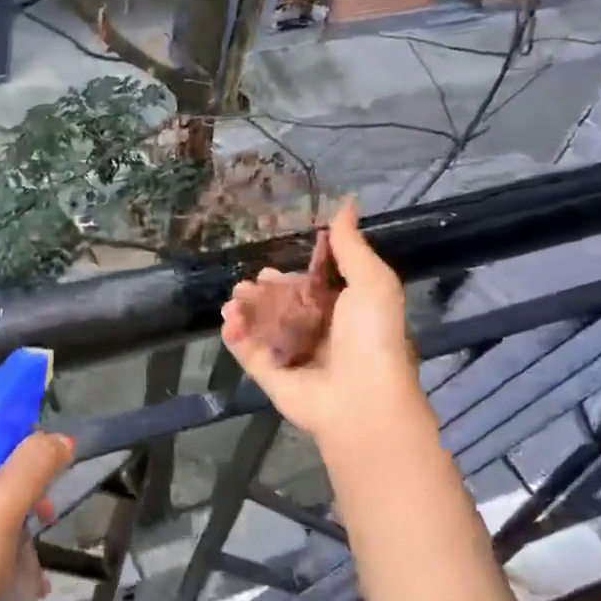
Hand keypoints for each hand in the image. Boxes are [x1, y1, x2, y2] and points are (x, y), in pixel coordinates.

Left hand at [0, 433, 72, 600]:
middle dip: (23, 497)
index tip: (49, 470)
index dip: (19, 445)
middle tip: (46, 517)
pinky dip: (5, 558)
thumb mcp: (0, 509)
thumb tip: (59, 439)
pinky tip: (26, 584)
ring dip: (19, 534)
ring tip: (36, 564)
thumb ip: (32, 466)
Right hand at [221, 198, 426, 441]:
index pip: (311, 287)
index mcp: (344, 312)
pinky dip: (235, 334)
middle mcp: (317, 332)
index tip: (274, 266)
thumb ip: (351, 246)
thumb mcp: (372, 282)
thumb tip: (348, 203)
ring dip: (244, 309)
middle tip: (247, 284)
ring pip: (260, 325)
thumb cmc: (371, 336)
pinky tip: (228, 318)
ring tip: (234, 299)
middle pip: (281, 305)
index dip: (291, 275)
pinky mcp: (270, 375)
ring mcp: (291, 355)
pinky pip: (247, 350)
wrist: (360, 397)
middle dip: (262, 292)